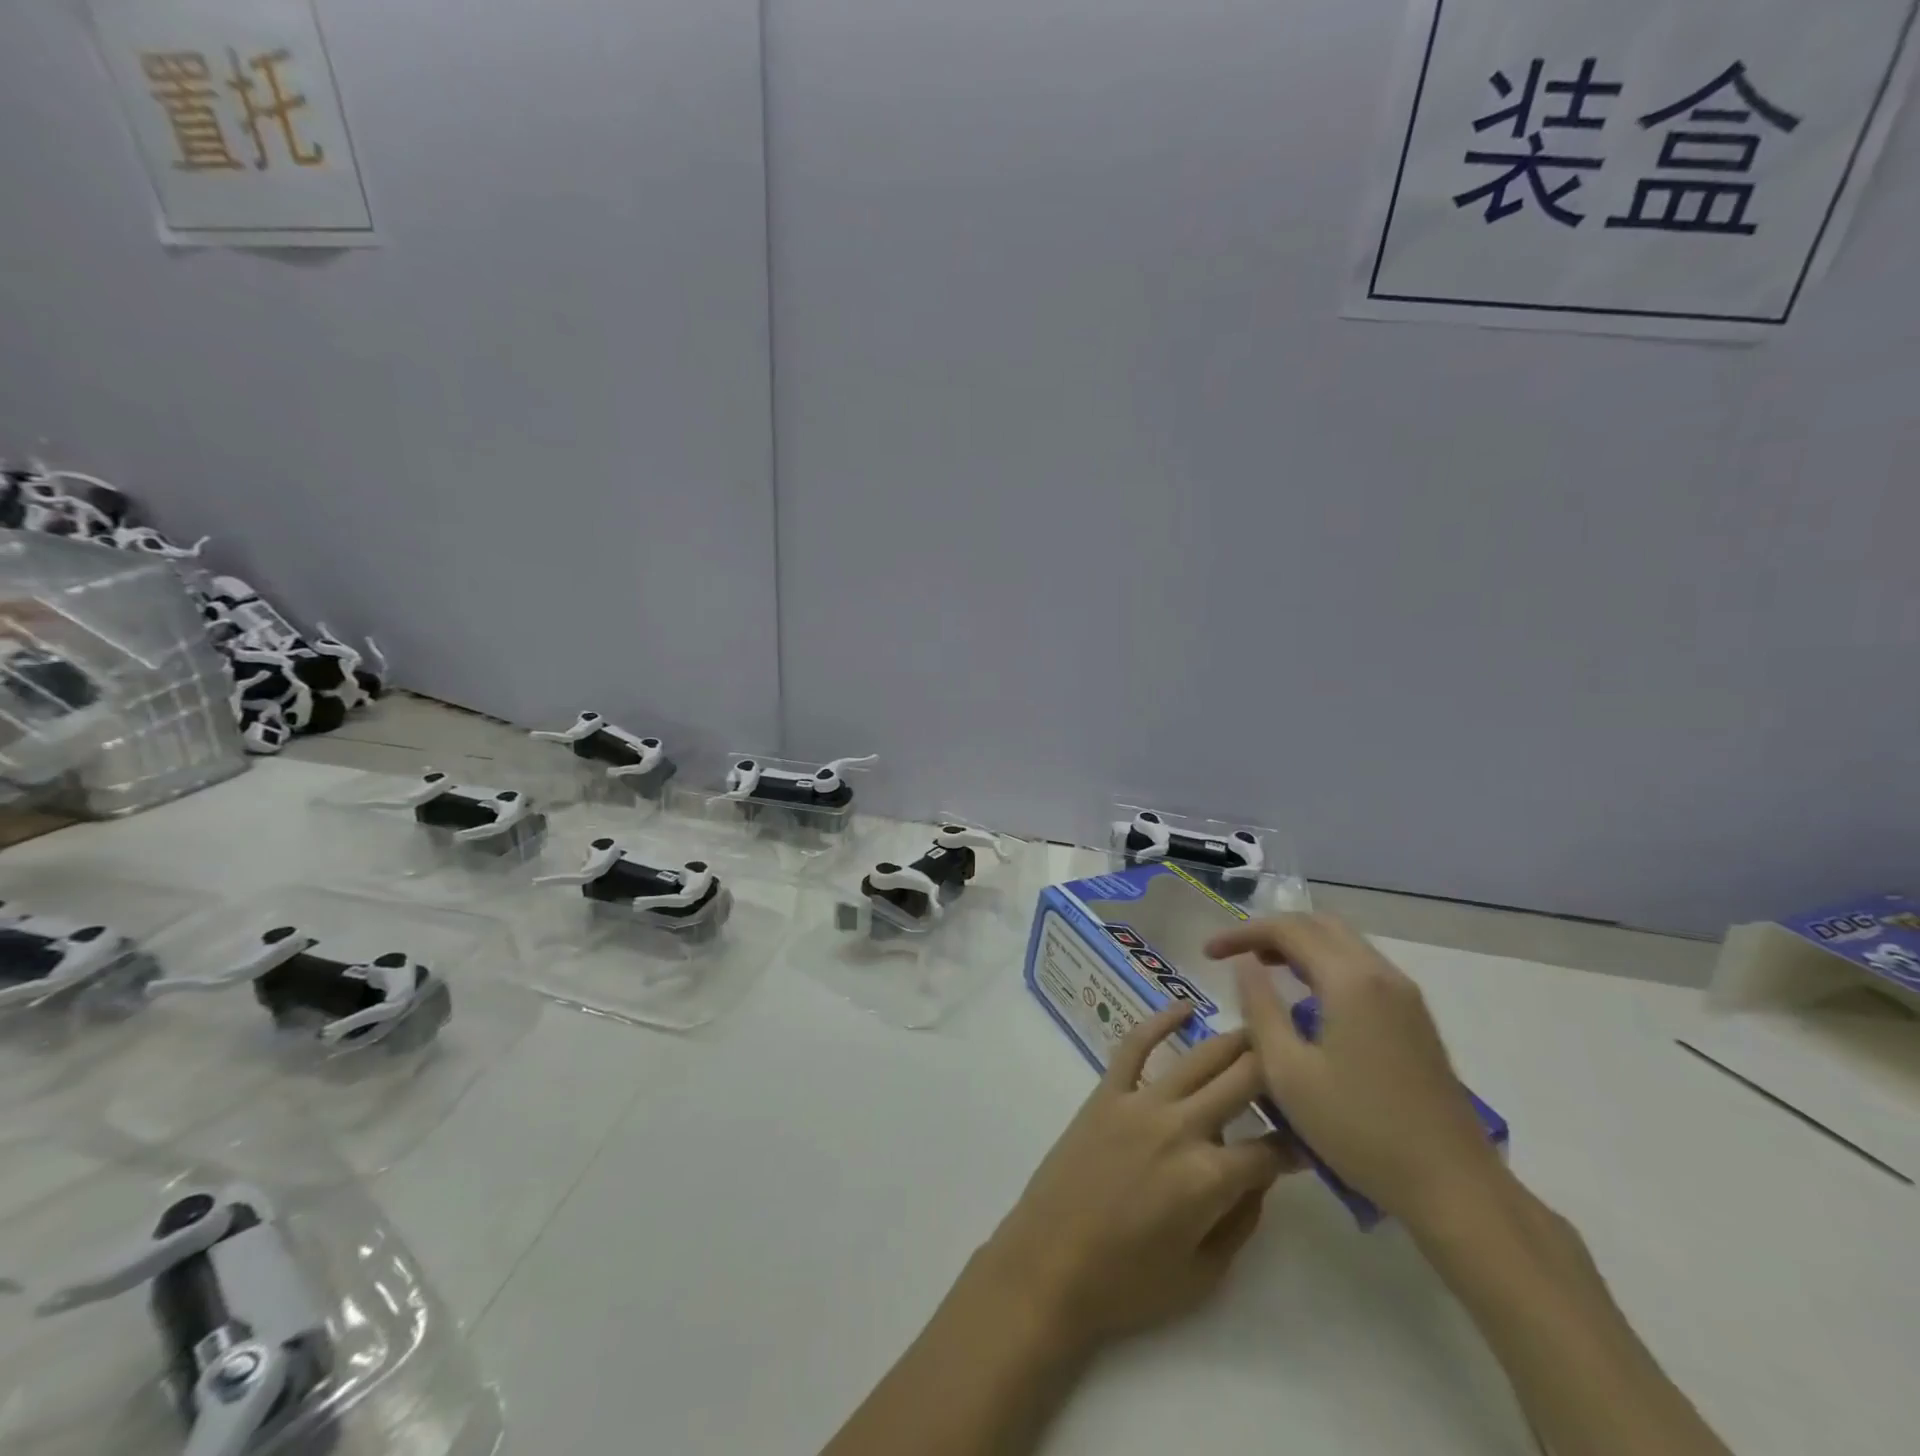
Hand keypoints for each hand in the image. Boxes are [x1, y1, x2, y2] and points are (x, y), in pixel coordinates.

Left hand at [979, 1004, 1300, 1356]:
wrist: (1048, 1265)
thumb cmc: (1127, 1284)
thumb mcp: (1204, 1275)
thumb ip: (1242, 1220)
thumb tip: (1261, 1175)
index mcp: (1209, 1178)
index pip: (1272, 1148)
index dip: (1300, 1143)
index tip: (1314, 1135)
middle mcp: (1181, 1127)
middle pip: (1243, 1082)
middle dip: (1279, 1068)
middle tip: (1299, 1060)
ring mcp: (1140, 1102)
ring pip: (1199, 1057)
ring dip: (1236, 1041)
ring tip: (1262, 1028)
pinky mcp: (1106, 1093)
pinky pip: (1135, 1045)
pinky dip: (1160, 1020)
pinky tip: (1184, 1007)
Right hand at [1205, 914, 1505, 1228]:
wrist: (1453, 1186)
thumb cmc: (1360, 1129)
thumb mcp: (1288, 1072)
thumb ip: (1260, 1008)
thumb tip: (1244, 965)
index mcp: (1350, 980)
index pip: (1287, 929)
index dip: (1242, 933)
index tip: (1208, 953)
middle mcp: (1381, 974)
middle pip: (1319, 924)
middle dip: (1272, 931)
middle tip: (1236, 955)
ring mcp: (1405, 995)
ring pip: (1344, 943)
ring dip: (1300, 946)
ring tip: (1263, 971)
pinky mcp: (1415, 1018)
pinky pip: (1361, 967)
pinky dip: (1325, 964)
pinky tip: (1307, 998)